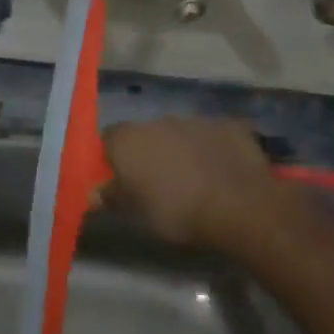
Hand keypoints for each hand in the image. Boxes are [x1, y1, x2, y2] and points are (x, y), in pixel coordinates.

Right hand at [100, 117, 290, 252]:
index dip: (112, 158)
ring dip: (181, 149)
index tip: (120, 180)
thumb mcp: (136, 214)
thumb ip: (113, 198)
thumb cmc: (176, 212)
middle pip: (145, 134)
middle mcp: (159, 120)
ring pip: (180, 133)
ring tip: (193, 180)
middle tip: (156, 183)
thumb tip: (94, 194)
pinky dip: (213, 149)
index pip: (108, 139)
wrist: (239, 207)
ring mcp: (197, 120)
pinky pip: (213, 136)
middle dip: (149, 152)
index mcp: (129, 139)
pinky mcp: (230, 126)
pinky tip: (221, 172)